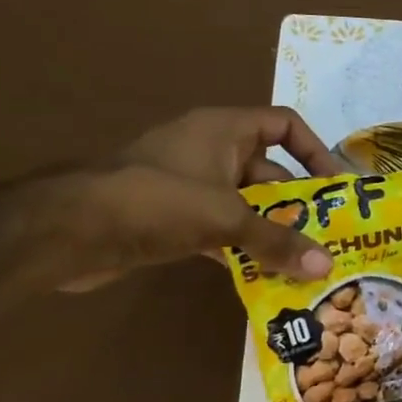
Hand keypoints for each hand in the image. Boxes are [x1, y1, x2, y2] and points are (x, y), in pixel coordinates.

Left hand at [58, 107, 347, 292]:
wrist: (66, 232)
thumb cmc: (156, 202)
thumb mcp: (226, 218)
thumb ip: (278, 242)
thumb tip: (327, 268)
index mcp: (223, 130)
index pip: (283, 124)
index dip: (314, 149)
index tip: (335, 186)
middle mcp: (210, 151)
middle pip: (270, 171)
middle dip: (299, 204)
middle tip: (329, 235)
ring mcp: (190, 186)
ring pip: (247, 205)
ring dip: (272, 231)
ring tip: (305, 261)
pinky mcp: (173, 219)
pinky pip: (222, 230)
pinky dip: (243, 249)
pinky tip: (264, 277)